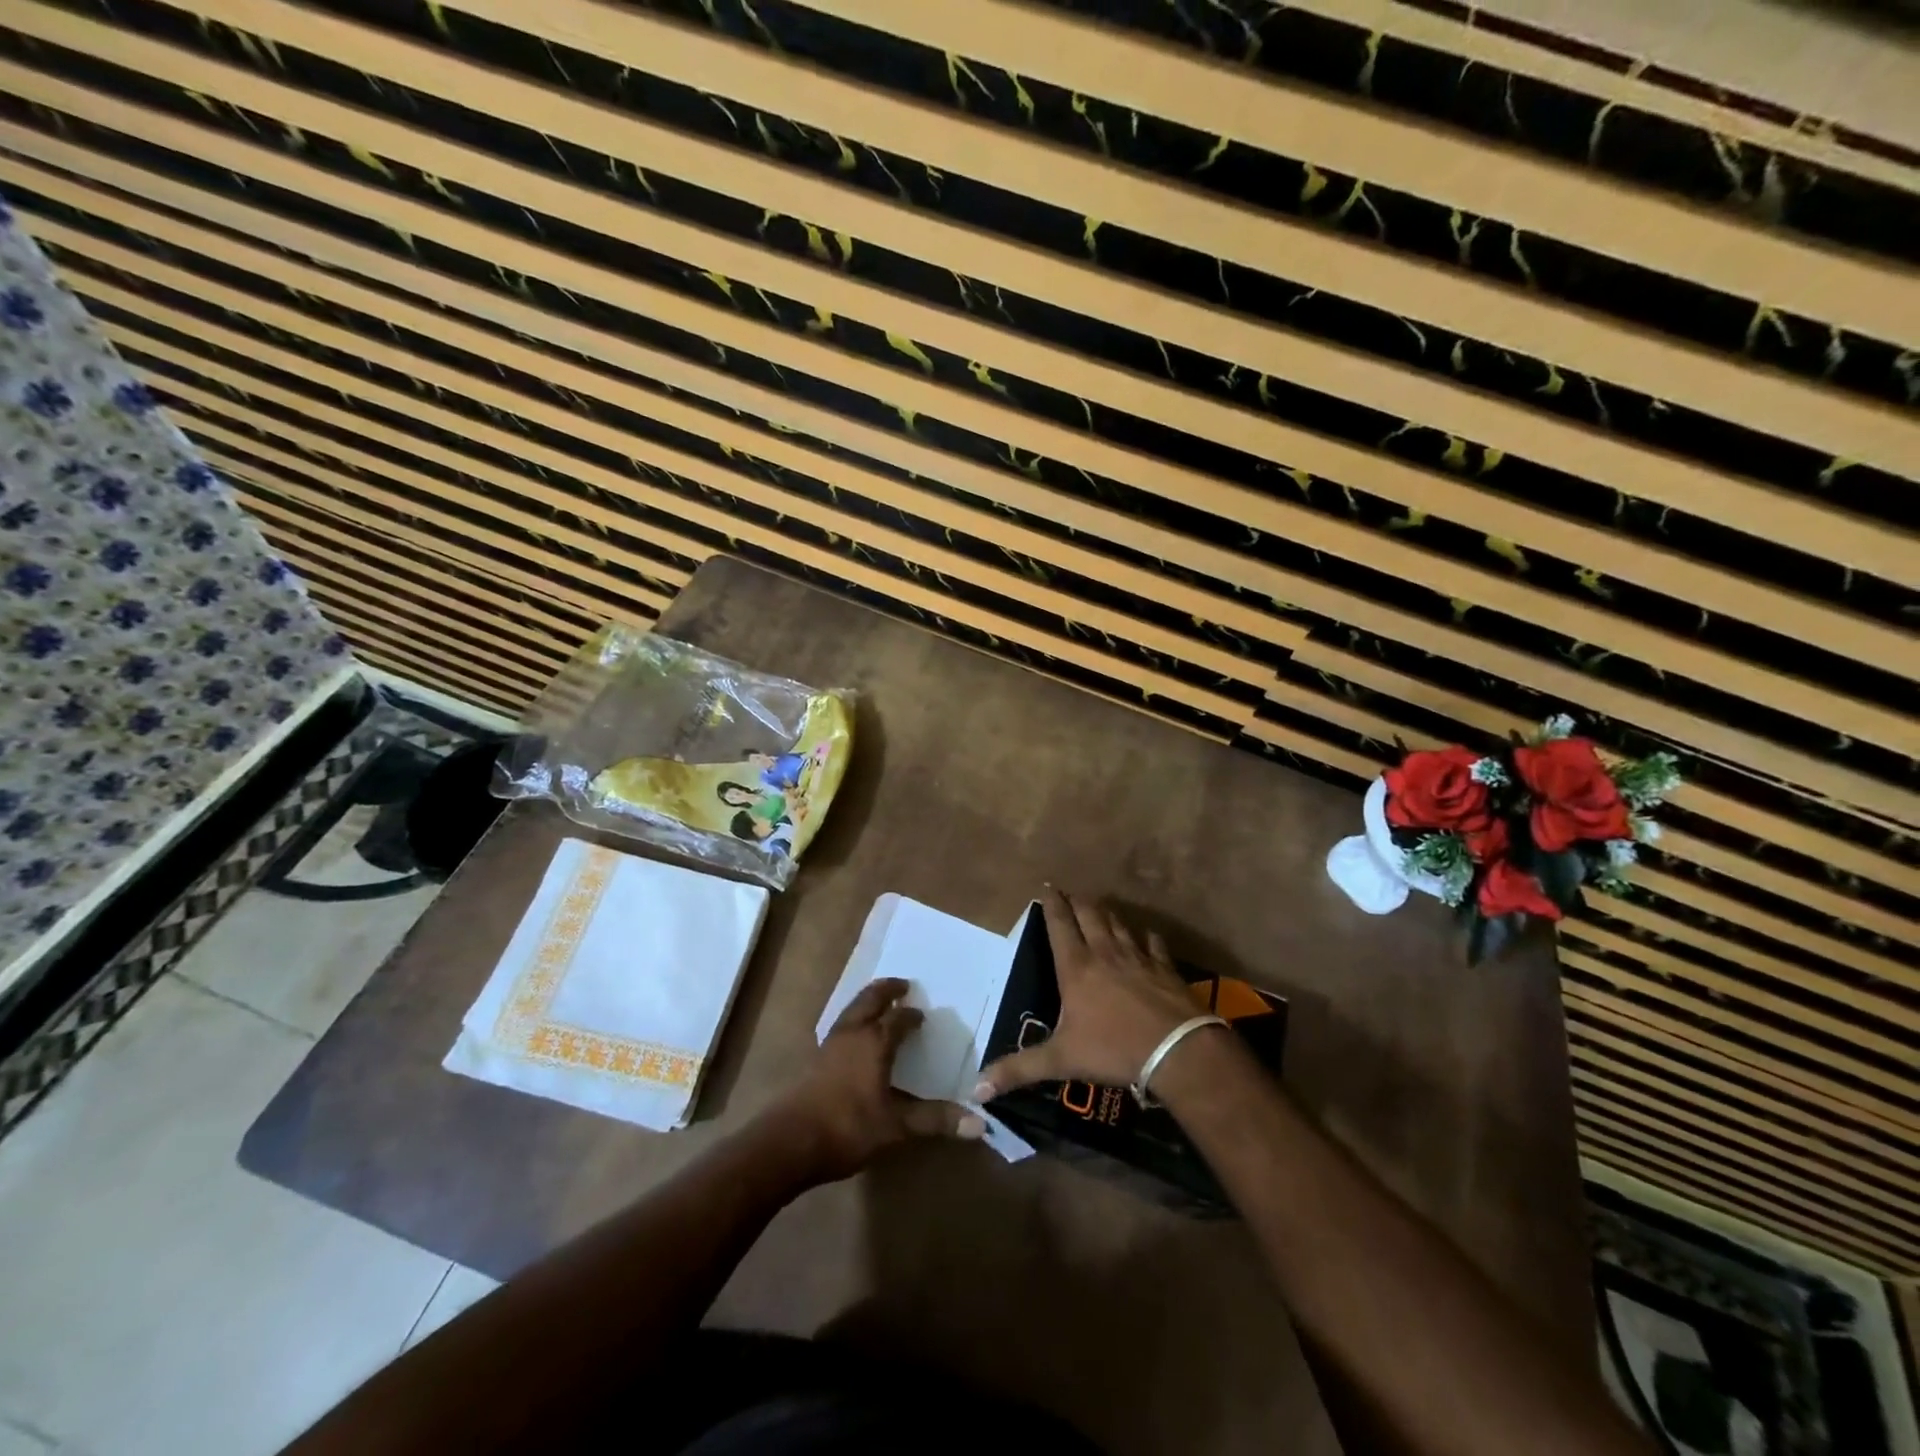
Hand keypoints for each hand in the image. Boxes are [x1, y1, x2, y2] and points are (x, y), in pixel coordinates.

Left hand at [772, 978, 984, 1183]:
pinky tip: (856, 1037)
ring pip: (852, 1009)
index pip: (899, 1018)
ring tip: (880, 1003)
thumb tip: (981, 1123)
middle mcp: (853, 1033)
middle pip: (871, 999)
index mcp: (875, 1041)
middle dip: (887, 990)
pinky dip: (854, 1019)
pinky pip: (841, 1025)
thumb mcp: (897, 1127)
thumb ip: (935, 1120)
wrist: (790, 1142)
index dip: (912, 1016)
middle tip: (902, 985)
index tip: (923, 1017)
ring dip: (868, 1001)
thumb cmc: (848, 1127)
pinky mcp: (815, 1059)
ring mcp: (830, 1044)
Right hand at [975, 888, 1217, 1098]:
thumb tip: (977, 1089)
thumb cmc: (1113, 1049)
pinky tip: (1146, 937)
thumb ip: (1019, 1070)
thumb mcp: (1061, 1060)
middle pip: (1089, 914)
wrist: (1177, 1050)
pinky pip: (1153, 944)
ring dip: (1106, 914)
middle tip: (1069, 894)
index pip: (1059, 924)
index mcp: (1076, 967)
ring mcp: (1138, 957)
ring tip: (1099, 907)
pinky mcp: (1165, 968)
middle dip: (1077, 901)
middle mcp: (1105, 952)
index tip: (1047, 886)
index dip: (1052, 903)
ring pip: (1118, 924)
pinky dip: (1146, 937)